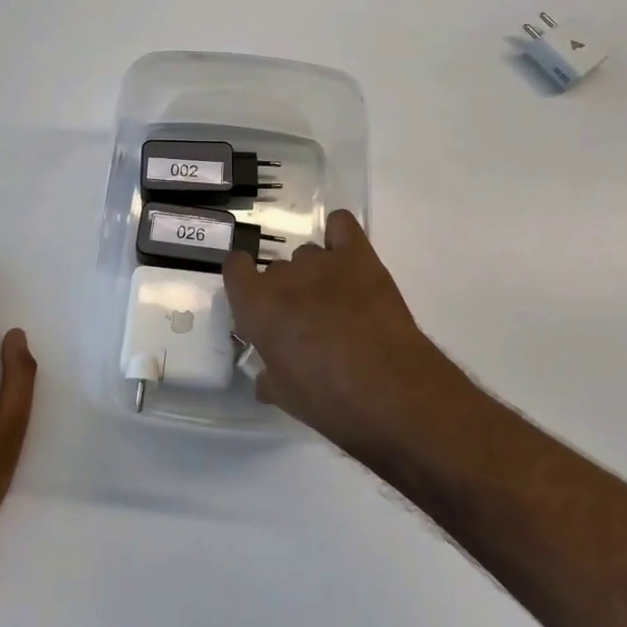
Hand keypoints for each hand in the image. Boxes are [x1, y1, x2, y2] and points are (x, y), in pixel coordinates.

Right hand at [223, 210, 474, 467]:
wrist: (392, 392)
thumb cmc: (330, 401)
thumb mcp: (286, 397)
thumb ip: (269, 377)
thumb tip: (265, 376)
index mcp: (257, 306)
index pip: (234, 268)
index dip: (243, 281)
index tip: (255, 301)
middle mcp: (284, 276)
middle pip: (276, 269)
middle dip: (286, 291)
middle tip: (304, 321)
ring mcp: (323, 262)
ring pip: (308, 255)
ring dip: (314, 275)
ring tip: (335, 303)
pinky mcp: (359, 256)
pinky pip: (341, 225)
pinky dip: (339, 236)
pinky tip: (347, 258)